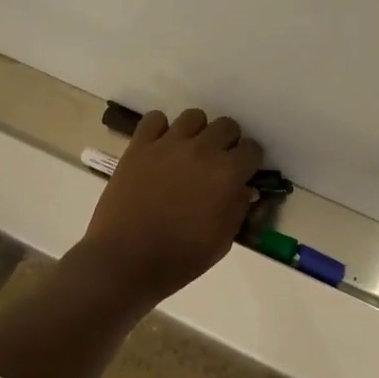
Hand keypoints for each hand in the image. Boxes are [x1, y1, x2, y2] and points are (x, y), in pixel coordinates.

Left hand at [74, 108, 262, 304]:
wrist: (126, 260)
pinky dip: (160, 129)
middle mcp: (202, 150)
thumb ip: (237, 209)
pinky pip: (155, 119)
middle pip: (227, 126)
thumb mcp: (222, 241)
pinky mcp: (139, 147)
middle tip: (218, 163)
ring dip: (198, 132)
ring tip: (190, 152)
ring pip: (194, 117)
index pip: (252, 149)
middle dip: (228, 142)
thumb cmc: (181, 257)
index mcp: (227, 173)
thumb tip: (244, 190)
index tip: (243, 173)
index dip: (250, 161)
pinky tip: (160, 148)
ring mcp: (168, 145)